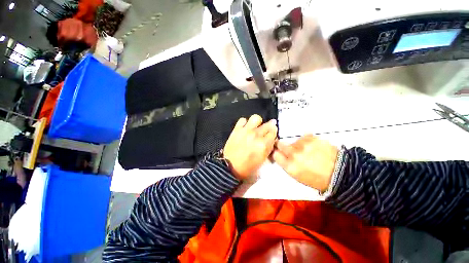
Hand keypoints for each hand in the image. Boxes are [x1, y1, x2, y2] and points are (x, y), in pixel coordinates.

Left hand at [223, 115, 277, 179]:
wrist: (230, 166)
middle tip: (265, 131)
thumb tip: (271, 139)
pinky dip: (245, 123)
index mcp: (263, 144)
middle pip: (268, 125)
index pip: (273, 132)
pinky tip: (245, 128)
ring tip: (255, 127)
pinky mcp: (237, 129)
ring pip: (256, 118)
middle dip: (269, 127)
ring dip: (258, 122)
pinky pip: (243, 120)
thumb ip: (268, 148)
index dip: (273, 133)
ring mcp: (246, 131)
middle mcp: (256, 135)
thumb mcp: (262, 160)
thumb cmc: (247, 166)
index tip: (271, 134)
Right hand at [272, 135, 338, 191]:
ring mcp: (303, 145)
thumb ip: (287, 164)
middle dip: (282, 146)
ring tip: (308, 151)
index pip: (275, 154)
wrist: (341, 173)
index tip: (279, 153)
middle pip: (280, 144)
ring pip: (293, 141)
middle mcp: (294, 154)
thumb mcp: (297, 176)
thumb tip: (281, 155)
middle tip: (289, 149)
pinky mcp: (313, 138)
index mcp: (290, 166)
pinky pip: (304, 137)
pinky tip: (314, 147)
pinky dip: (307, 141)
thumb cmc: (318, 179)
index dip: (276, 153)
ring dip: (297, 145)